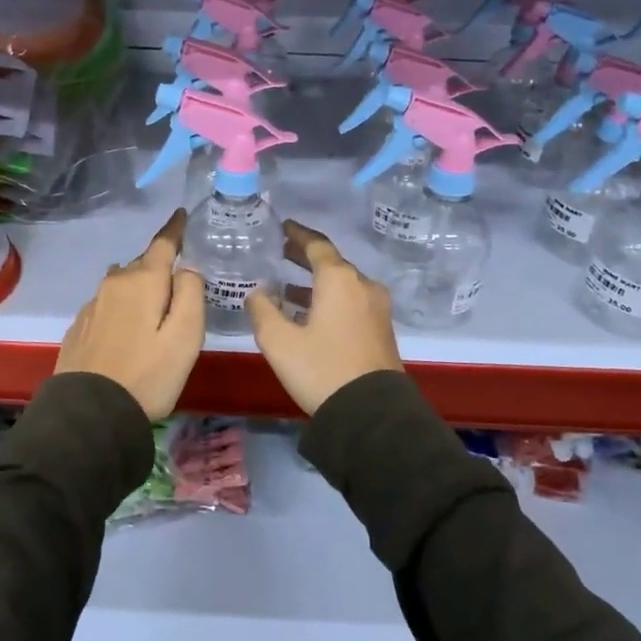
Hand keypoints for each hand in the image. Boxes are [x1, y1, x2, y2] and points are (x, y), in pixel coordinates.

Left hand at [55, 209, 204, 419]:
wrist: (89, 414)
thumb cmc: (148, 375)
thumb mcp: (185, 337)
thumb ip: (191, 294)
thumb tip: (186, 269)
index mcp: (143, 281)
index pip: (162, 243)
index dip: (175, 228)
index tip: (182, 214)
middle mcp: (114, 284)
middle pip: (142, 264)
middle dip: (159, 266)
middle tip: (179, 279)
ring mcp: (92, 306)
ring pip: (122, 284)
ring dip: (138, 287)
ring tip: (153, 306)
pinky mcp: (80, 328)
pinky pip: (107, 305)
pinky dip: (121, 307)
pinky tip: (126, 329)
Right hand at [247, 221, 401, 415]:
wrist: (371, 413)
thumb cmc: (321, 369)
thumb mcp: (278, 341)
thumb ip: (262, 309)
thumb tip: (259, 292)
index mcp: (339, 280)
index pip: (316, 245)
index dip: (297, 234)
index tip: (283, 227)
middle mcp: (363, 286)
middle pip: (332, 263)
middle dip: (305, 258)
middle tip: (281, 253)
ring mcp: (377, 308)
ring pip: (343, 285)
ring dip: (317, 284)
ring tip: (288, 290)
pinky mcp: (381, 329)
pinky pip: (352, 302)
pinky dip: (330, 300)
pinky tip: (310, 316)